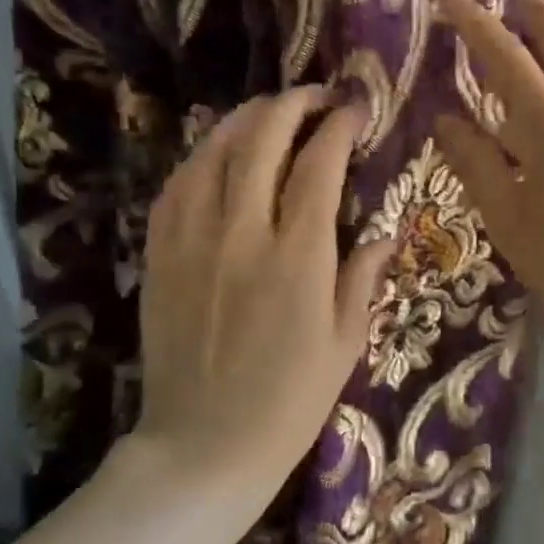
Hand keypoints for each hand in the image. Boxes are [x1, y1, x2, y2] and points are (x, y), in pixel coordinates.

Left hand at [132, 86, 394, 492]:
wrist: (205, 445)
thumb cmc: (291, 401)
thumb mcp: (346, 343)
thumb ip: (363, 277)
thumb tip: (383, 232)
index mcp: (298, 257)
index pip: (319, 164)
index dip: (339, 126)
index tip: (356, 110)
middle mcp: (242, 234)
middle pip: (261, 139)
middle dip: (292, 104)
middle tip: (316, 98)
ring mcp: (192, 241)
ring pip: (213, 151)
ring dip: (245, 119)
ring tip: (270, 112)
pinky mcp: (160, 255)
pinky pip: (177, 185)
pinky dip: (203, 156)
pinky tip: (219, 153)